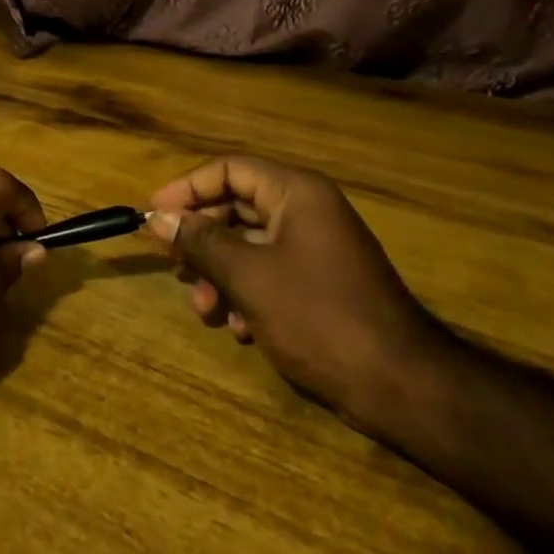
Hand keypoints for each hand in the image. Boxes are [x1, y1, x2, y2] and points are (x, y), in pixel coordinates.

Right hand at [148, 156, 452, 438]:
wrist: (400, 384)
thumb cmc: (318, 317)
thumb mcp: (249, 276)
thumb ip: (201, 242)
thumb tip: (158, 218)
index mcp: (296, 193)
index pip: (229, 169)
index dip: (187, 188)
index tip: (153, 215)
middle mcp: (307, 211)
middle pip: (237, 206)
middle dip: (202, 239)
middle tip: (173, 267)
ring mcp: (317, 248)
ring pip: (250, 245)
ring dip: (220, 273)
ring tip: (205, 309)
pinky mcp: (321, 283)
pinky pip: (270, 273)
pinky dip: (247, 294)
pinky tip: (240, 328)